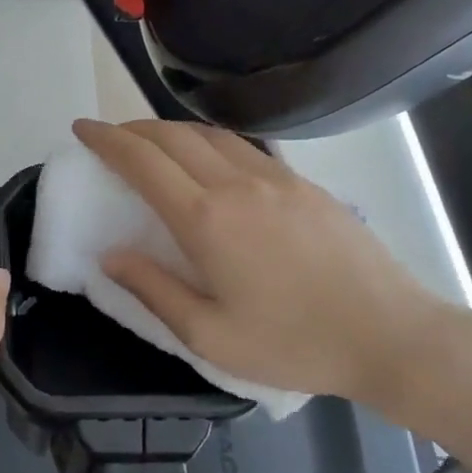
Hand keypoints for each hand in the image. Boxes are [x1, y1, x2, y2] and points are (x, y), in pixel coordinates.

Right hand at [71, 119, 451, 413]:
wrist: (389, 335)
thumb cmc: (292, 344)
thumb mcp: (209, 334)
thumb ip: (153, 290)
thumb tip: (110, 255)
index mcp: (206, 220)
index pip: (143, 162)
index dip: (106, 140)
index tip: (82, 129)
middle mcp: (238, 184)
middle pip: (173, 136)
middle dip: (133, 128)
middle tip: (110, 138)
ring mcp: (277, 178)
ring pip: (210, 135)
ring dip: (171, 131)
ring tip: (152, 145)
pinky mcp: (305, 185)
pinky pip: (245, 148)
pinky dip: (210, 142)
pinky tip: (210, 161)